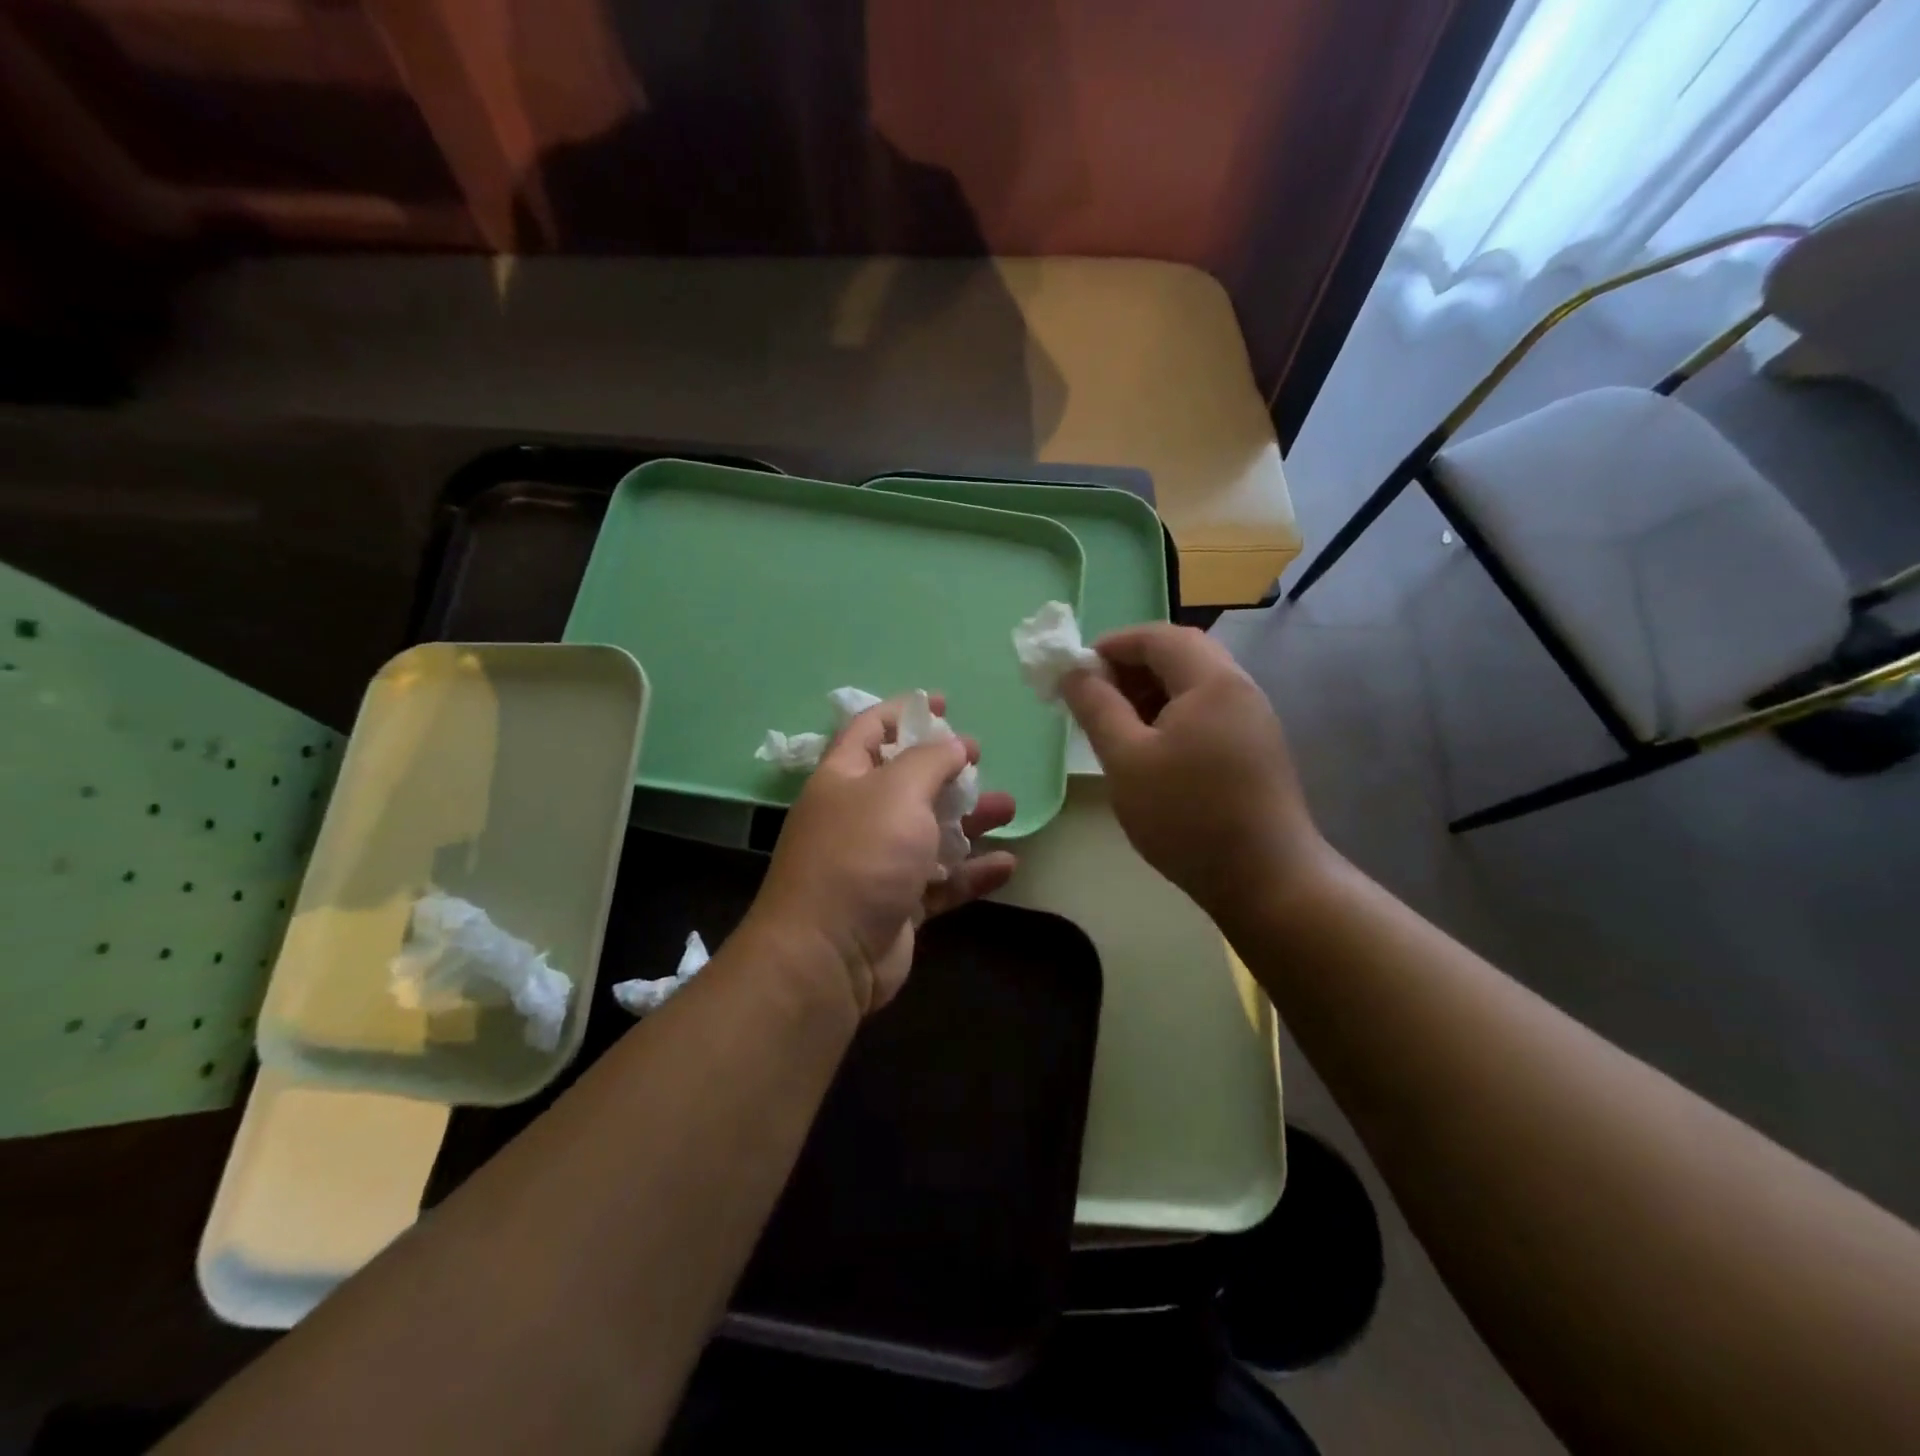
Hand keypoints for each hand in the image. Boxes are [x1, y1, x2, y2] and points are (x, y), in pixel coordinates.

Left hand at [743, 695, 1017, 1015]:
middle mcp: (858, 816)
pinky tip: (1006, 866)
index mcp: (844, 778)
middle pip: (907, 781)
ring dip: (968, 820)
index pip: (870, 729)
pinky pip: (941, 881)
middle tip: (980, 761)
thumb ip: (931, 760)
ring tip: (1006, 808)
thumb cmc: (862, 855)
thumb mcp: (898, 791)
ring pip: (930, 832)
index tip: (943, 703)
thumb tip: (955, 744)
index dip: (904, 711)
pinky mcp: (899, 904)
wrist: (828, 955)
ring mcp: (878, 863)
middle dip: (945, 769)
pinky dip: (970, 873)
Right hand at [1060, 624, 1331, 924]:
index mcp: (1211, 681)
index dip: (1112, 645)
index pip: (1157, 637)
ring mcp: (1254, 719)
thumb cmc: (1188, 815)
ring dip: (1150, 693)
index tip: (1076, 671)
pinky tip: (1150, 751)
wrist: (1267, 880)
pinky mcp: (1256, 748)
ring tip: (1115, 725)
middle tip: (1093, 698)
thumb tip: (1074, 671)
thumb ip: (1097, 707)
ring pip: (1194, 686)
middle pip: (1180, 656)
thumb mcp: (1127, 759)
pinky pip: (1207, 713)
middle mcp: (1240, 689)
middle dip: (1131, 668)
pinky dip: (1172, 716)